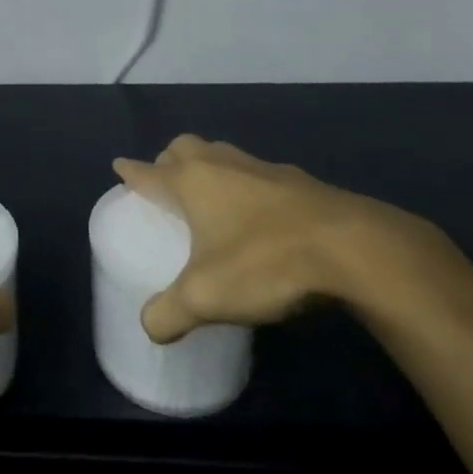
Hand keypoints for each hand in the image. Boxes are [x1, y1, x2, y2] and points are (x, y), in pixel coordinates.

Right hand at [112, 134, 448, 343]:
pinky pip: (257, 173)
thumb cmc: (265, 261)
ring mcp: (262, 167)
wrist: (352, 248)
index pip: (148, 170)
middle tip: (167, 185)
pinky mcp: (298, 180)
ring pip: (222, 153)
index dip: (131, 171)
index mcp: (192, 181)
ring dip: (209, 166)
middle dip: (169, 159)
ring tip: (211, 198)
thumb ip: (170, 313)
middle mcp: (221, 163)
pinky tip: (260, 216)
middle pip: (184, 147)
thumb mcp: (207, 297)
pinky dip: (246, 185)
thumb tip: (149, 327)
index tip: (119, 167)